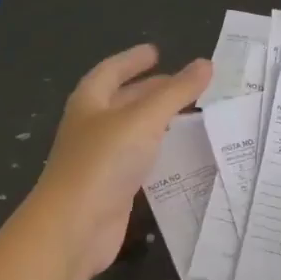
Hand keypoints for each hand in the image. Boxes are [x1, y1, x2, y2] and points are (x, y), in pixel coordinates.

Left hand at [31, 45, 211, 279]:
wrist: (75, 227)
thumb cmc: (104, 162)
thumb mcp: (144, 119)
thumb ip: (176, 92)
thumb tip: (206, 63)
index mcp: (90, 102)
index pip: (111, 71)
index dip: (133, 60)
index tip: (156, 52)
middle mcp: (92, 127)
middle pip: (122, 100)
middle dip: (150, 90)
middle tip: (183, 85)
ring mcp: (100, 159)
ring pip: (132, 131)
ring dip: (157, 121)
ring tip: (189, 114)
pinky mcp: (112, 187)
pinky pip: (138, 160)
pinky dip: (158, 151)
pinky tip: (178, 153)